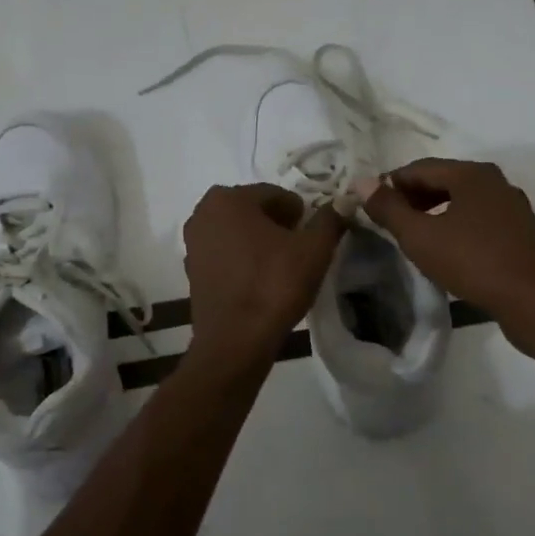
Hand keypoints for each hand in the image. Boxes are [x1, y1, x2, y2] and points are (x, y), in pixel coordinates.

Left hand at [183, 184, 344, 368]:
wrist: (236, 340)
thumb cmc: (275, 285)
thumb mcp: (314, 249)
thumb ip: (329, 220)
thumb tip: (342, 202)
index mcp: (228, 198)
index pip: (275, 194)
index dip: (300, 213)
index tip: (314, 234)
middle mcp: (203, 213)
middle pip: (253, 211)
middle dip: (277, 225)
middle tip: (300, 249)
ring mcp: (193, 244)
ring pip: (237, 232)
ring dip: (259, 242)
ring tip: (283, 266)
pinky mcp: (192, 271)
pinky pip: (225, 254)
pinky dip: (243, 260)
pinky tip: (261, 280)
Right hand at [354, 158, 534, 352]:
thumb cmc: (473, 262)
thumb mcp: (421, 237)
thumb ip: (389, 209)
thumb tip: (361, 182)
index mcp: (471, 174)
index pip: (419, 167)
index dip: (390, 184)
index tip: (369, 205)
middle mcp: (495, 182)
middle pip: (443, 181)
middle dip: (412, 198)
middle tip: (387, 222)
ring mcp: (512, 208)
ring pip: (462, 202)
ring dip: (434, 213)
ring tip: (412, 237)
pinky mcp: (521, 233)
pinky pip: (479, 220)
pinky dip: (456, 227)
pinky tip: (446, 251)